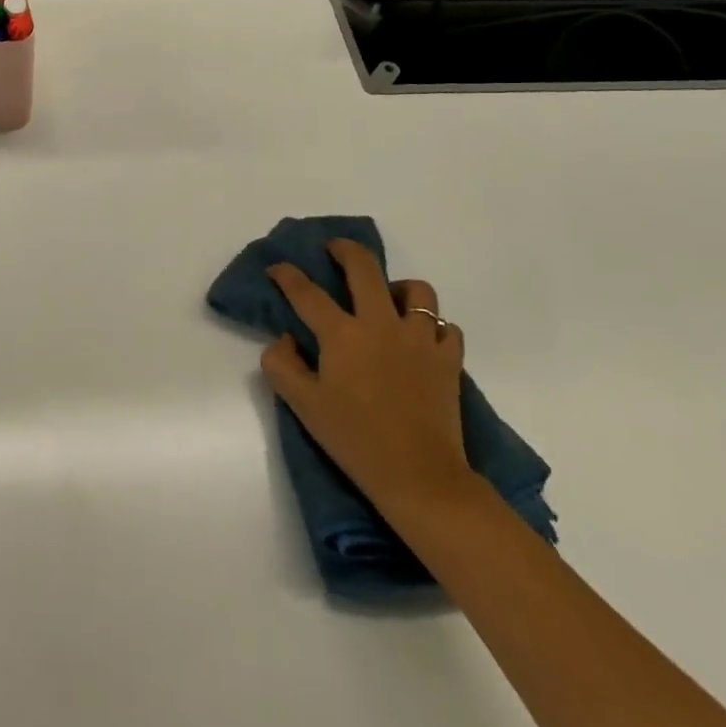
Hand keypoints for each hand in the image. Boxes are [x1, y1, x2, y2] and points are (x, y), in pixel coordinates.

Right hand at [260, 240, 473, 525]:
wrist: (419, 477)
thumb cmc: (355, 440)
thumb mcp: (303, 405)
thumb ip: (281, 364)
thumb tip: (286, 338)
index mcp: (342, 335)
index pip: (306, 292)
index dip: (286, 275)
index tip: (277, 268)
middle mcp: (380, 324)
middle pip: (363, 268)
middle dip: (345, 250)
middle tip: (334, 249)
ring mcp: (420, 338)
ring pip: (416, 290)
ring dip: (398, 287)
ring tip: (387, 298)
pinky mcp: (448, 359)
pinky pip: (445, 326)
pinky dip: (432, 325)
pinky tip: (420, 338)